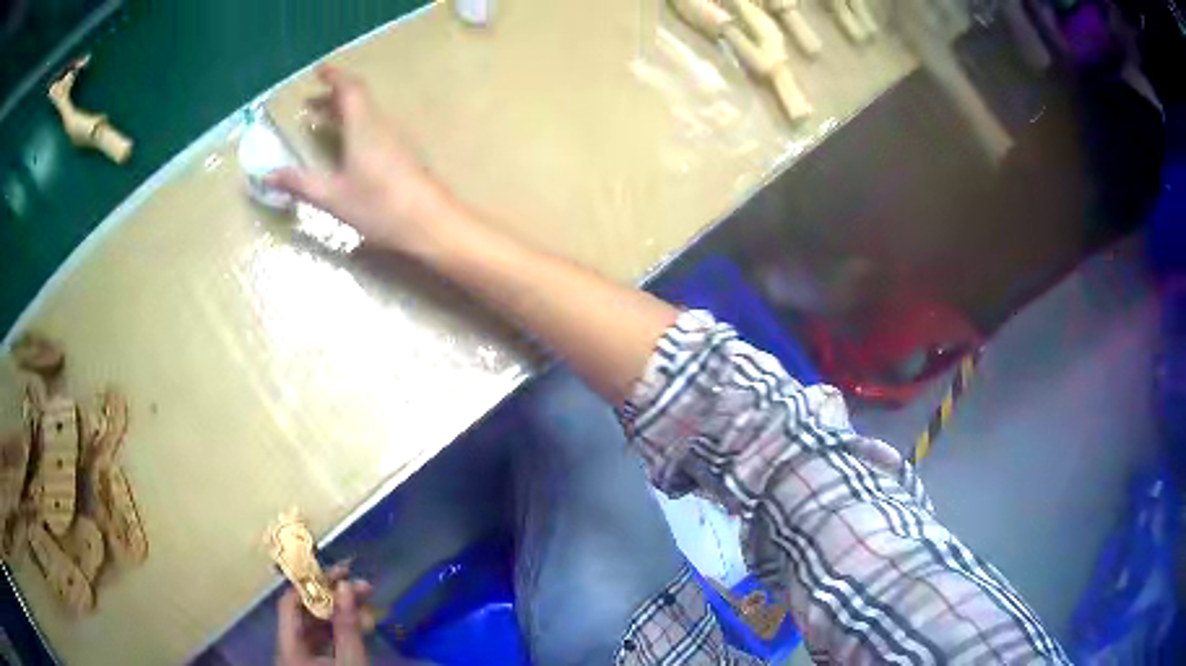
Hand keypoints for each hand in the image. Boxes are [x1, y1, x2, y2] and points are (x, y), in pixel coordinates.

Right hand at [268, 66, 454, 254]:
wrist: (430, 222)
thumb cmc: (378, 206)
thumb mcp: (332, 196)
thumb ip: (299, 183)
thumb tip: (266, 175)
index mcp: (364, 126)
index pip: (350, 89)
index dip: (334, 77)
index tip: (318, 71)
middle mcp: (382, 125)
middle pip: (358, 100)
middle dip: (333, 97)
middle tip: (310, 104)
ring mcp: (396, 139)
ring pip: (367, 114)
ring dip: (344, 112)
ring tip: (323, 122)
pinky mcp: (404, 154)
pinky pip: (375, 128)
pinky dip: (356, 126)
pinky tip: (349, 147)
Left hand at [276, 567, 372, 665]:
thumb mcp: (350, 662)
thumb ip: (347, 626)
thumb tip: (346, 586)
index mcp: (288, 644)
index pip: (290, 602)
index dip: (311, 584)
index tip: (339, 572)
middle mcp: (290, 645)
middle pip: (305, 612)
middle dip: (334, 597)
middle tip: (363, 586)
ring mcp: (302, 655)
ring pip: (317, 625)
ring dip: (341, 612)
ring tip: (368, 604)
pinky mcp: (315, 663)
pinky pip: (324, 639)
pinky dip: (341, 629)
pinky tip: (360, 624)